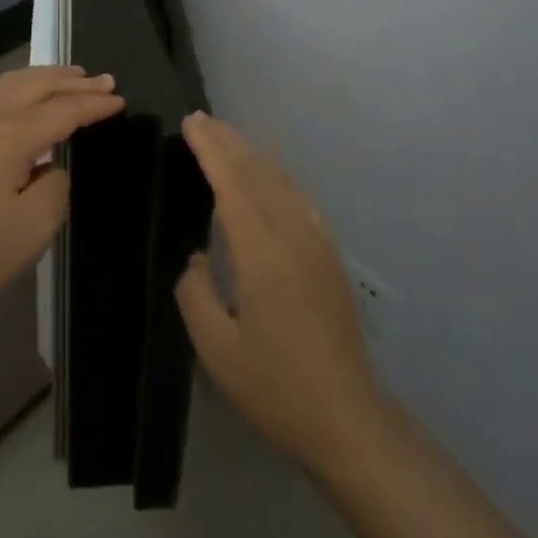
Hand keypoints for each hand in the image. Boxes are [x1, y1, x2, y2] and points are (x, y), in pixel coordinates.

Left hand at [0, 66, 122, 339]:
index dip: (93, 105)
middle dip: (74, 81)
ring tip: (72, 77)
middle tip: (104, 81)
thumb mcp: (37, 226)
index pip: (62, 110)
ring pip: (11, 83)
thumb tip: (49, 164)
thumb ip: (57, 182)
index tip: (120, 100)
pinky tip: (27, 96)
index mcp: (7, 135)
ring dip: (45, 78)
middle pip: (37, 85)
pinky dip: (19, 87)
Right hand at [174, 112, 385, 472]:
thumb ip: (196, 295)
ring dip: (251, 152)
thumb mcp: (218, 351)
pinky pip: (297, 196)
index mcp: (262, 253)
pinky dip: (274, 174)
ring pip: (280, 178)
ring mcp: (316, 240)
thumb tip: (196, 259)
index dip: (210, 149)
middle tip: (201, 119)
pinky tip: (266, 175)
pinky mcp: (329, 252)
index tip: (190, 124)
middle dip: (228, 140)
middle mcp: (292, 234)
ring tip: (226, 136)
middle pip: (258, 171)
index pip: (232, 183)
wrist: (347, 418)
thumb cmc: (276, 388)